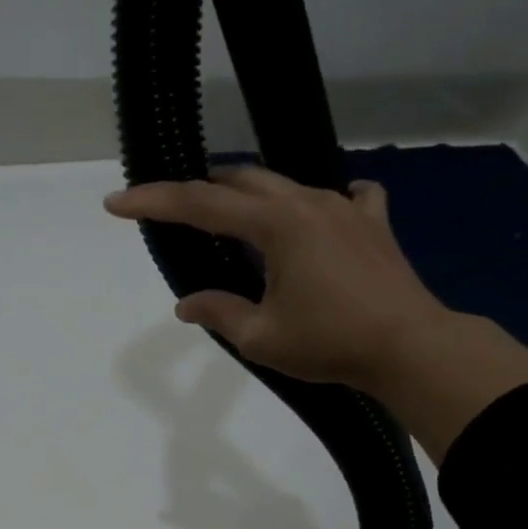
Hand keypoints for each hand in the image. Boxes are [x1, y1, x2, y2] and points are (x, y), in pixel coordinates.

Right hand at [105, 165, 527, 459]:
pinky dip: (319, 202)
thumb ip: (219, 312)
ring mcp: (345, 206)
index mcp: (276, 225)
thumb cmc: (330, 342)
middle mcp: (308, 202)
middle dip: (199, 190)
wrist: (410, 347)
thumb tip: (186, 304)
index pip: (200, 205)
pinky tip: (321, 216)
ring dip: (250, 194)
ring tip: (231, 215)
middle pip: (241, 181)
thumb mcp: (261, 337)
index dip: (154, 202)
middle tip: (172, 209)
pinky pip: (343, 196)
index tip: (116, 203)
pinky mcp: (372, 222)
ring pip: (285, 185)